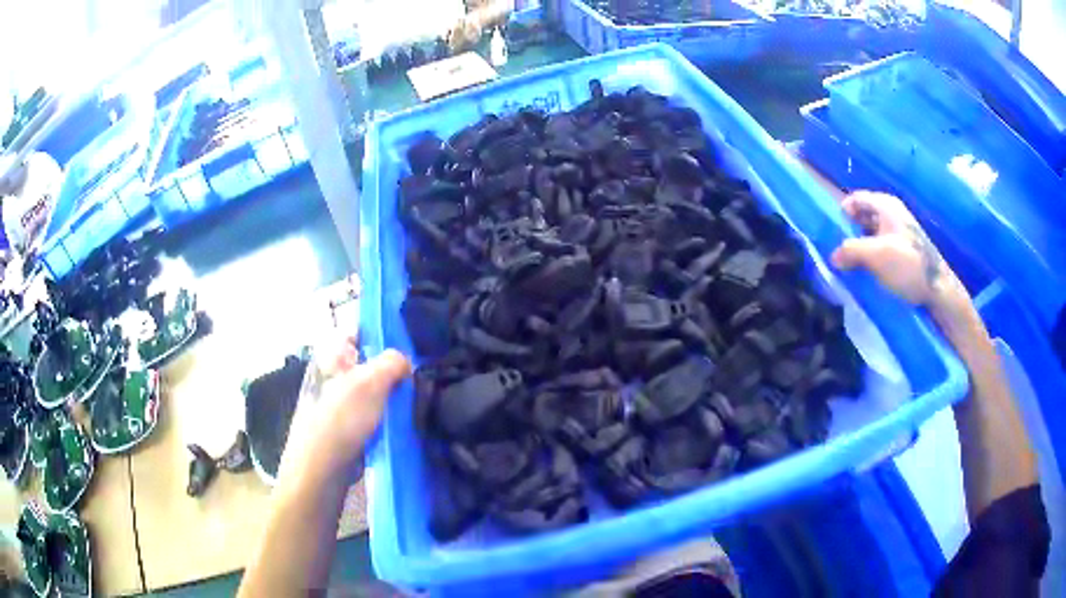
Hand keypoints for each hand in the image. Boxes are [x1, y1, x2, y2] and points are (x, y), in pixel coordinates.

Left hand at [277, 337, 410, 488]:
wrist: (323, 468)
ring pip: (375, 388)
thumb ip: (392, 362)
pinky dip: (389, 413)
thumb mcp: (370, 381)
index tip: (410, 339)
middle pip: (371, 360)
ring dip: (394, 393)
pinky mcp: (349, 424)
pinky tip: (407, 418)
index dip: (384, 330)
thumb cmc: (342, 418)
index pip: (360, 329)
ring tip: (418, 395)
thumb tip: (405, 363)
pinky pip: (375, 411)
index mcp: (332, 354)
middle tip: (420, 372)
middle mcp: (335, 373)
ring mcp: (341, 400)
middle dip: (394, 366)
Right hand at [831, 191, 957, 307]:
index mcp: (885, 205)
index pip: (855, 199)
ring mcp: (900, 231)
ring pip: (871, 233)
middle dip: (850, 231)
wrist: (938, 289)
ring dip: (860, 246)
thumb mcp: (875, 256)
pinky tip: (868, 271)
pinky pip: (881, 246)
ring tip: (851, 265)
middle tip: (839, 252)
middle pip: (863, 215)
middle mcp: (892, 213)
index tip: (832, 233)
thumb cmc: (907, 266)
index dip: (842, 213)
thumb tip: (833, 256)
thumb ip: (850, 251)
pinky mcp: (904, 249)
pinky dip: (872, 255)